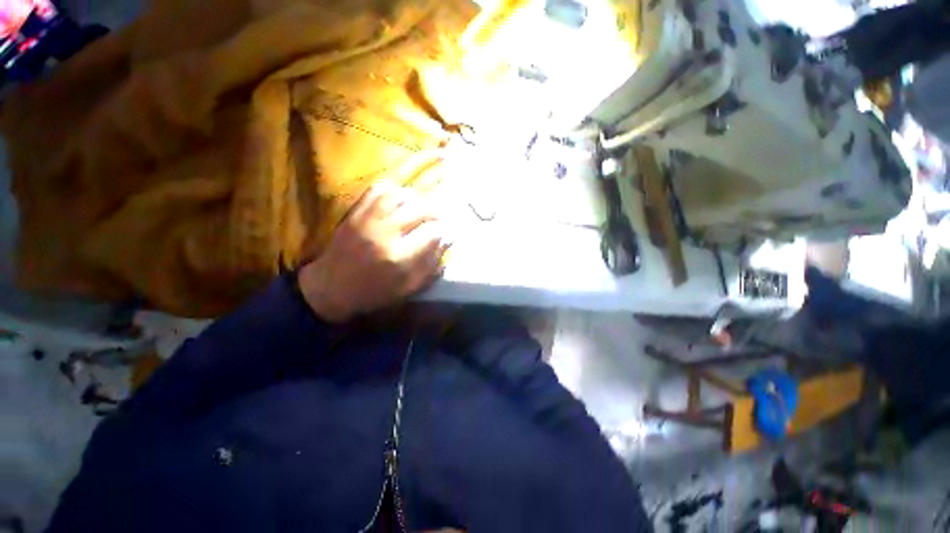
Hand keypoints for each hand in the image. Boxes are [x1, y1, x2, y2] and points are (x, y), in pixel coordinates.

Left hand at [298, 160, 447, 321]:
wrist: (330, 287)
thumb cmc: (373, 292)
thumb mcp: (407, 288)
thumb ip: (430, 266)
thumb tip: (447, 241)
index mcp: (399, 257)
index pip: (432, 233)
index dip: (445, 231)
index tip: (448, 233)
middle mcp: (385, 233)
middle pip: (420, 209)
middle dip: (435, 212)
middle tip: (439, 218)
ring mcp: (368, 220)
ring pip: (400, 195)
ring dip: (416, 199)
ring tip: (421, 207)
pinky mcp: (355, 213)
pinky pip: (377, 190)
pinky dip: (393, 190)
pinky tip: (399, 199)